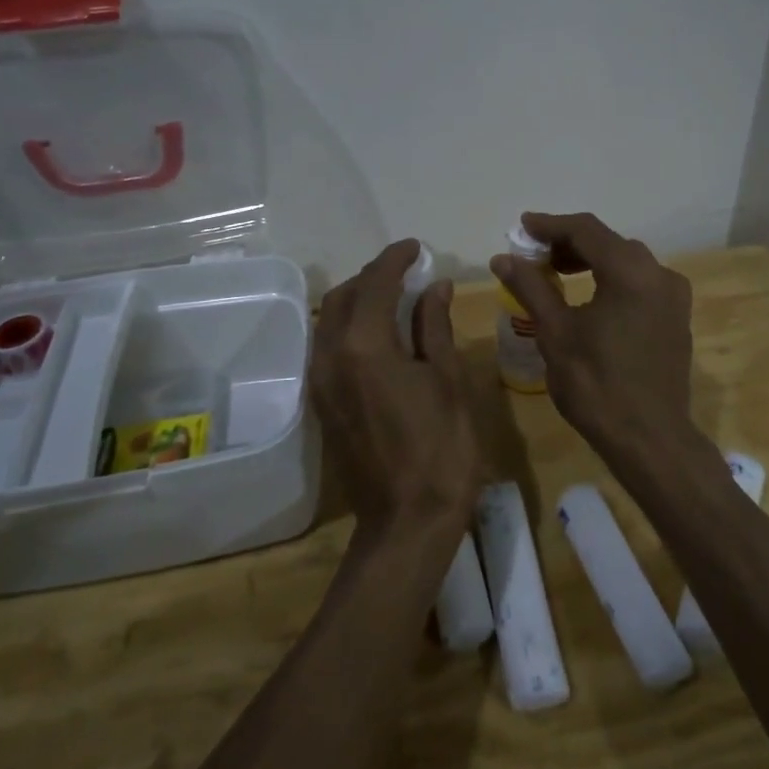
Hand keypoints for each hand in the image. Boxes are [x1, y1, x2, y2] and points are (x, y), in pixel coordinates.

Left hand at [310, 239, 481, 540]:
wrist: (406, 521)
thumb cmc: (441, 448)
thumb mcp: (447, 380)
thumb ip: (435, 326)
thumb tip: (433, 286)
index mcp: (365, 346)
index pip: (375, 284)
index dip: (395, 259)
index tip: (415, 247)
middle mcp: (331, 356)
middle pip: (345, 297)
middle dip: (373, 276)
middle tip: (406, 271)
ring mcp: (320, 381)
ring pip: (330, 321)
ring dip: (357, 300)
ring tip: (392, 297)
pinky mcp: (321, 402)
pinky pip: (327, 346)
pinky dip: (348, 327)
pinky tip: (377, 333)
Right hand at [490, 212, 711, 488]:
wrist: (650, 439)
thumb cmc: (596, 384)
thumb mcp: (555, 333)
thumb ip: (531, 287)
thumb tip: (503, 258)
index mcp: (630, 271)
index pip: (586, 230)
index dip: (550, 225)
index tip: (522, 227)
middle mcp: (659, 274)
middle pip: (608, 242)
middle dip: (569, 243)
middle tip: (534, 255)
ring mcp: (674, 297)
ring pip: (627, 262)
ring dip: (591, 261)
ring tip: (556, 274)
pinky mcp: (677, 318)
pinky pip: (640, 284)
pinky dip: (611, 280)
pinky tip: (589, 299)